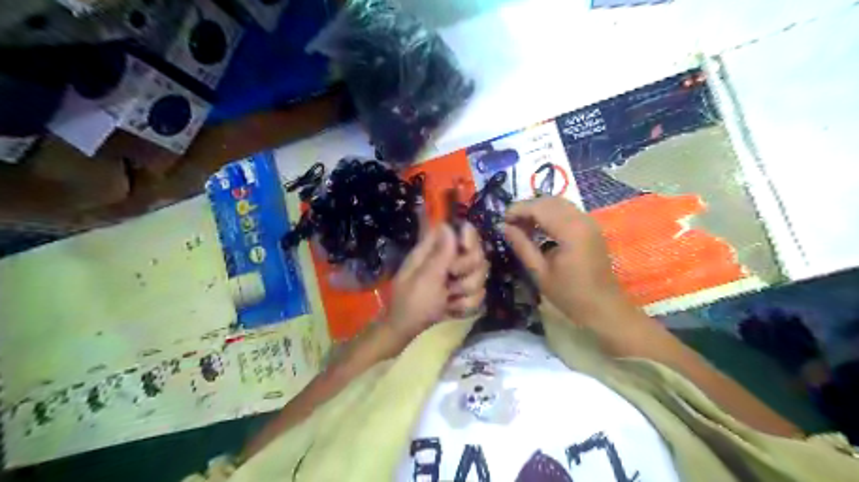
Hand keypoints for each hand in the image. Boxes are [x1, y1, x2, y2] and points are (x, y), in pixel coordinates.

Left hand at [387, 223, 484, 342]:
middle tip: (451, 282)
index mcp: (434, 250)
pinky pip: (479, 294)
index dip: (469, 238)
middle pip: (477, 254)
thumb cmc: (411, 304)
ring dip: (466, 291)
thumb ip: (440, 254)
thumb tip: (447, 224)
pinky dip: (467, 304)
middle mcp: (448, 260)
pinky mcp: (463, 294)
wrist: (407, 333)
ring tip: (449, 300)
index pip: (461, 231)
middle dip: (467, 272)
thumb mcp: (424, 279)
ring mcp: (456, 278)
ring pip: (481, 276)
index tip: (465, 249)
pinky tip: (453, 309)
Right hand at [505, 199, 628, 325]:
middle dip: (526, 208)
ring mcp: (589, 222)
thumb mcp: (540, 273)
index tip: (501, 221)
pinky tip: (539, 230)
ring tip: (521, 227)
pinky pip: (566, 211)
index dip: (517, 210)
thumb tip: (504, 227)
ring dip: (538, 210)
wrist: (604, 308)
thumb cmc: (570, 295)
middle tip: (510, 224)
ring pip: (558, 203)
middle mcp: (582, 220)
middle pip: (549, 201)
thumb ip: (522, 246)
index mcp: (570, 231)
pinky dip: (549, 214)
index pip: (539, 207)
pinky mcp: (590, 227)